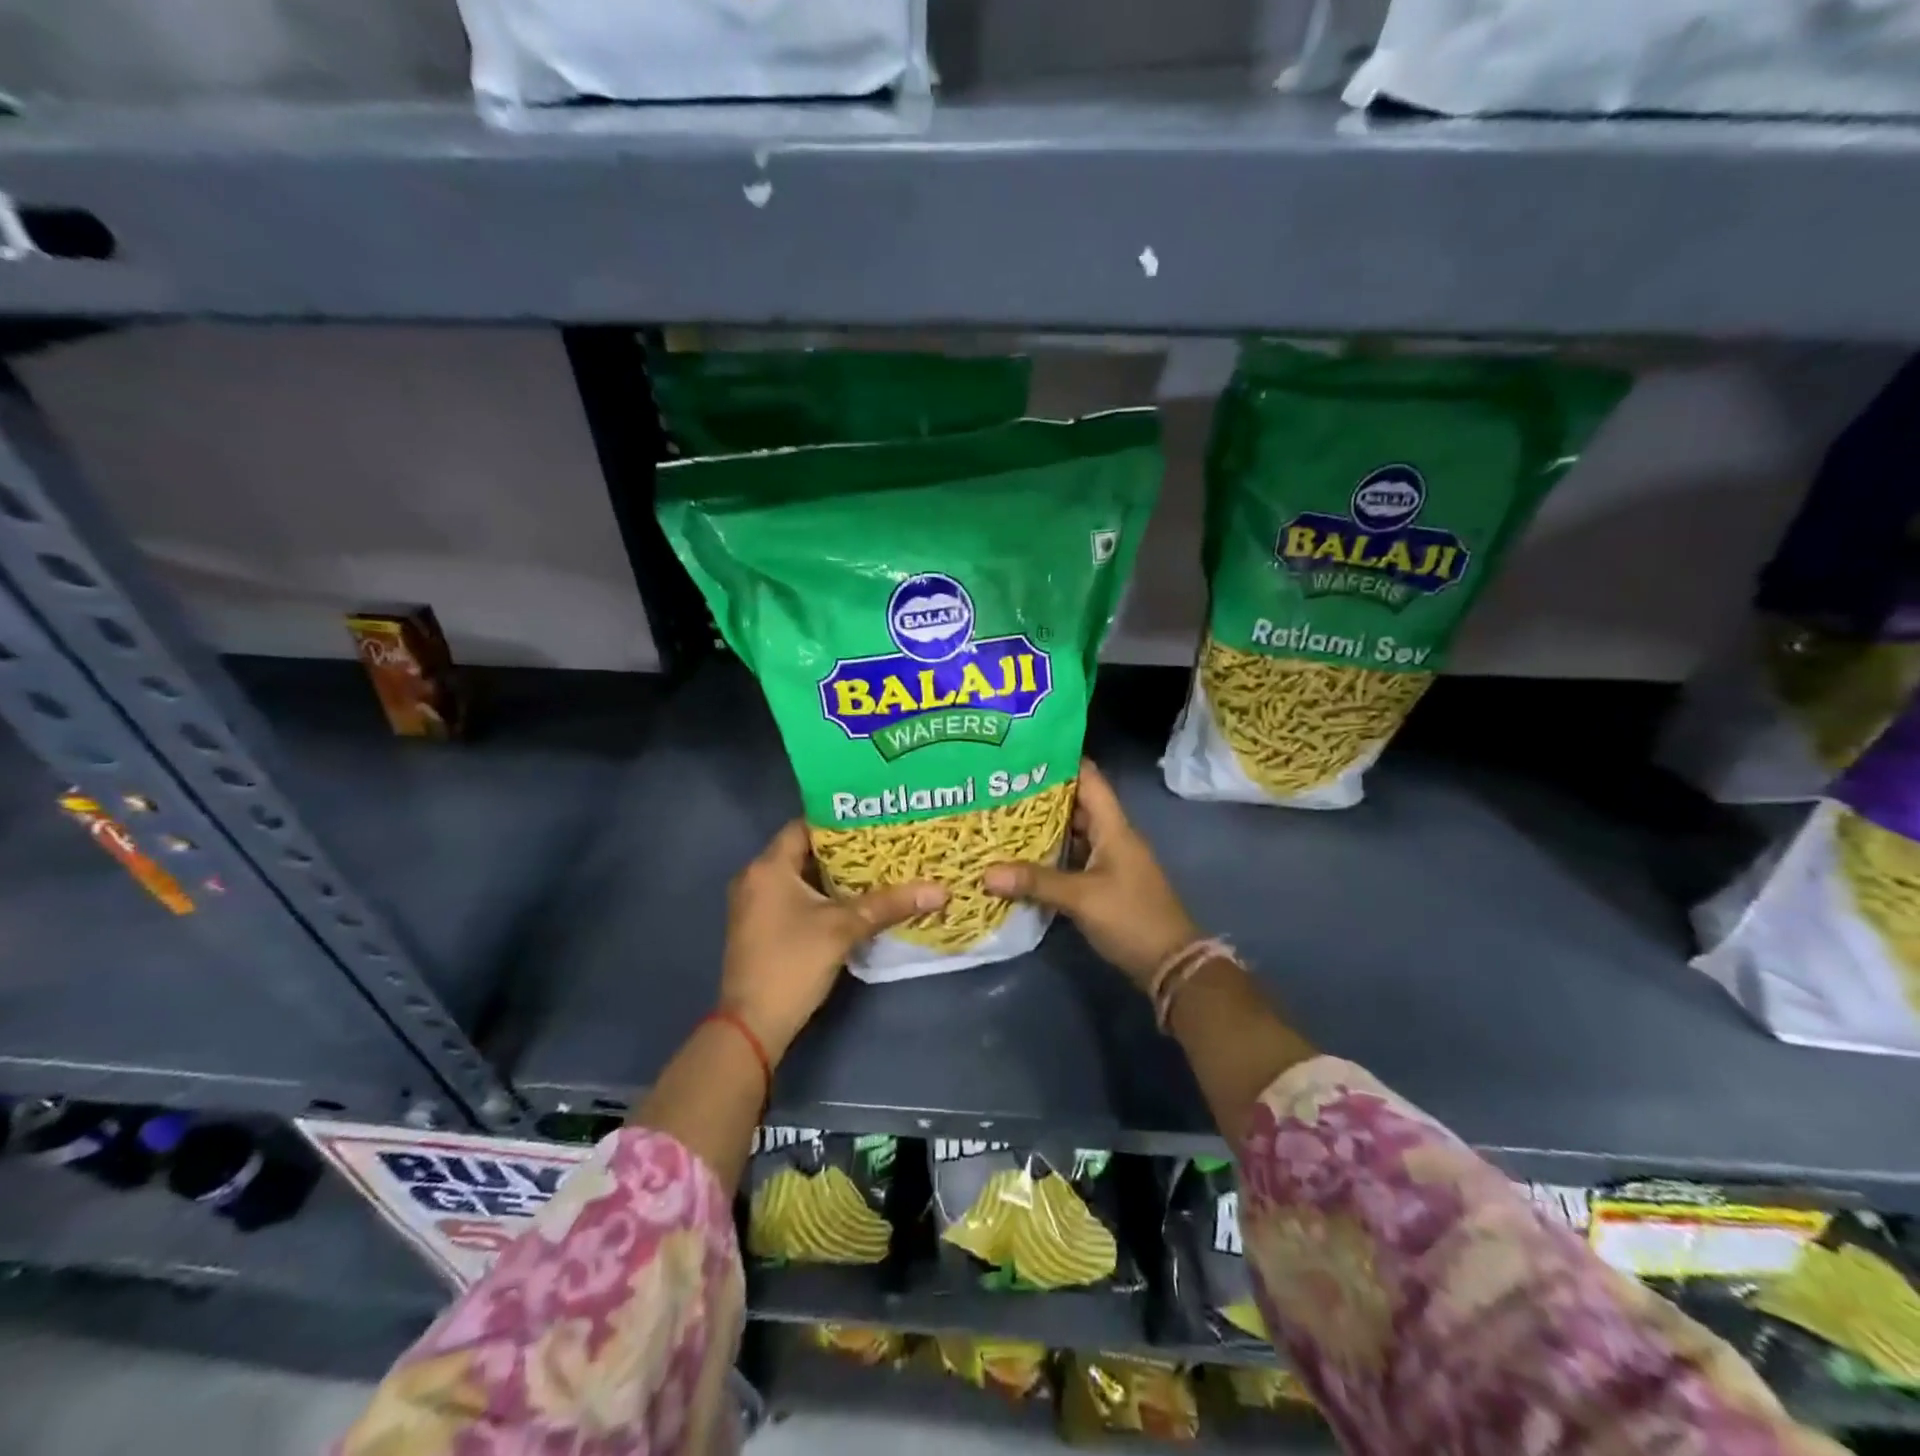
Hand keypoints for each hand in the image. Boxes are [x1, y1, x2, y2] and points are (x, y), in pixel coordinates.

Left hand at [721, 820, 946, 1059]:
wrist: (752, 1024)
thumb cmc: (794, 963)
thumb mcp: (845, 928)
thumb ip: (890, 904)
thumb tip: (941, 890)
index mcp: (769, 867)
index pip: (805, 825)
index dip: (840, 820)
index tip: (875, 819)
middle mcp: (755, 877)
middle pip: (803, 850)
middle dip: (843, 848)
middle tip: (883, 843)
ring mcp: (754, 904)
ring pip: (799, 876)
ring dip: (832, 874)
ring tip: (876, 868)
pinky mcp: (759, 926)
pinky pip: (792, 896)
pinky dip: (819, 894)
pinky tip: (852, 900)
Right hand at [983, 759, 1199, 992]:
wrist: (1170, 963)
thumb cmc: (1131, 918)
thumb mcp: (1082, 898)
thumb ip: (1036, 882)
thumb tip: (986, 873)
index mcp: (1114, 827)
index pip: (1089, 779)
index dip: (1062, 760)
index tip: (1024, 750)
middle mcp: (1112, 836)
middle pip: (1076, 804)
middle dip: (1041, 794)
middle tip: (999, 786)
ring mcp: (1109, 860)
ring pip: (1072, 832)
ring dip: (1043, 826)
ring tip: (1002, 815)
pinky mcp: (1104, 883)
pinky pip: (1072, 857)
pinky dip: (1050, 853)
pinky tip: (1021, 856)